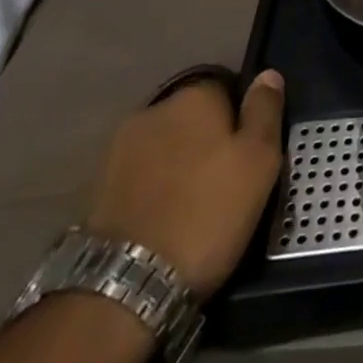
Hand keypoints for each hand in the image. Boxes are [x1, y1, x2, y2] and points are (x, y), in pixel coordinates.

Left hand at [82, 69, 285, 296]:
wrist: (123, 287)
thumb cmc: (207, 213)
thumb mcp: (259, 160)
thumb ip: (265, 111)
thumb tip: (267, 74)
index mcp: (194, 95)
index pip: (227, 89)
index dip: (241, 120)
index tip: (249, 154)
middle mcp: (152, 110)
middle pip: (192, 118)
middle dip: (206, 141)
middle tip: (225, 182)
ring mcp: (117, 151)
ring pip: (164, 149)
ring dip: (177, 166)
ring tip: (193, 207)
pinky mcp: (95, 191)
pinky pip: (139, 178)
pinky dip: (153, 192)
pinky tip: (163, 222)